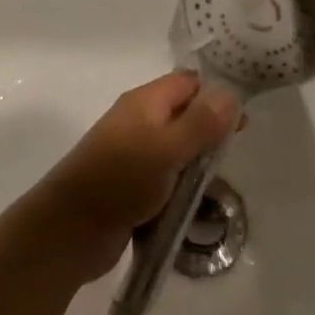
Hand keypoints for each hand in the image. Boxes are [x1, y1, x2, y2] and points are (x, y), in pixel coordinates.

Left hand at [35, 72, 238, 281]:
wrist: (70, 231)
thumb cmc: (120, 180)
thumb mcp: (166, 149)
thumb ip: (200, 123)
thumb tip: (231, 92)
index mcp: (145, 102)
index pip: (188, 83)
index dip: (216, 94)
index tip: (244, 118)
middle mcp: (139, 122)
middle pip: (183, 115)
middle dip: (209, 132)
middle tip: (235, 153)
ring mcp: (133, 155)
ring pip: (176, 150)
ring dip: (196, 164)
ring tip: (219, 183)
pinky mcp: (131, 187)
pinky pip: (165, 179)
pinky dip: (180, 188)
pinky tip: (196, 205)